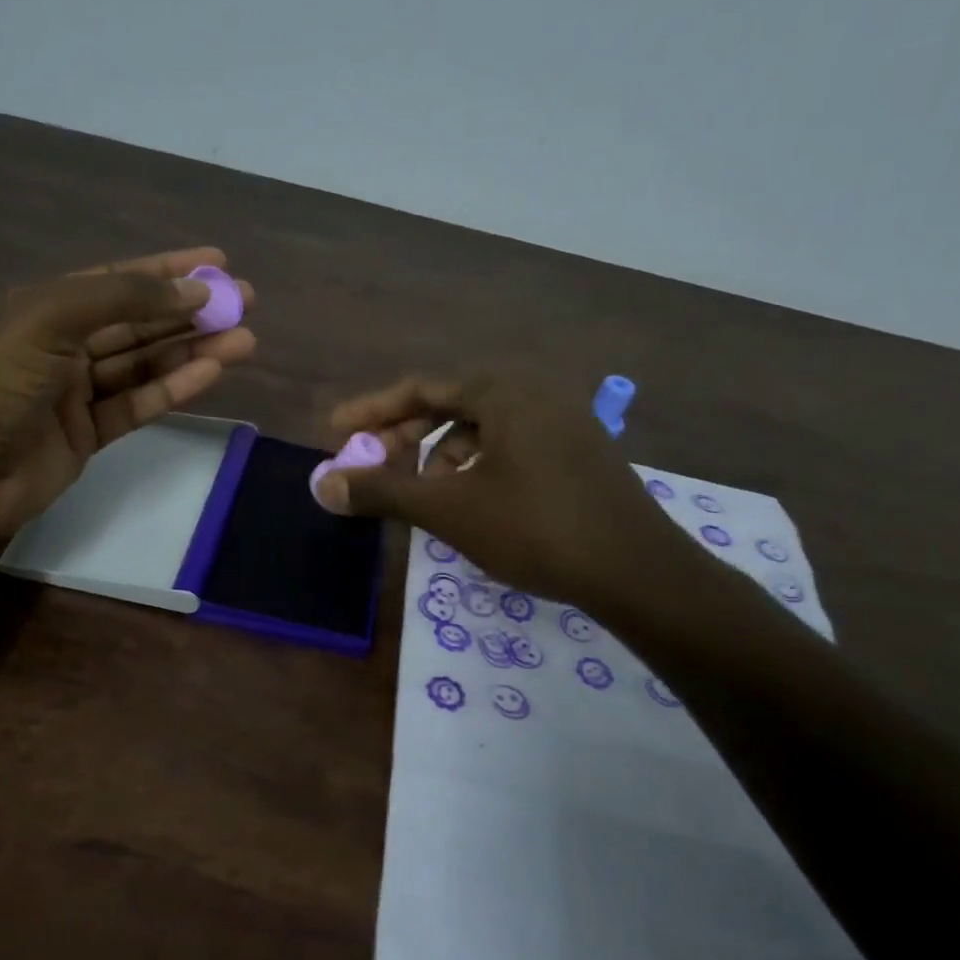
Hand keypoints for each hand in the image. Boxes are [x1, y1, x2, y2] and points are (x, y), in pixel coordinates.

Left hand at [0, 247, 255, 541]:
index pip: (119, 280)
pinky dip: (176, 388)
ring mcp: (79, 391)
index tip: (217, 263)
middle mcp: (65, 343)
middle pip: (141, 321)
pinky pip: (140, 403)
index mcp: (47, 306)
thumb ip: (122, 299)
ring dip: (195, 350)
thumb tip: (193, 292)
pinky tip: (212, 373)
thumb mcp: (50, 320)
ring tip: (246, 340)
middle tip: (247, 302)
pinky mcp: (91, 433)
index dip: (169, 270)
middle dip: (193, 311)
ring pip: (147, 363)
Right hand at [317, 373, 689, 607]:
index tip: (335, 431)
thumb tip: (321, 484)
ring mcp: (564, 420)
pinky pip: (512, 445)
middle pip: (451, 405)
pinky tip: (472, 502)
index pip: (421, 388)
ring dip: (442, 456)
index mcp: (503, 389)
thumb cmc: (535, 529)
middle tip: (374, 467)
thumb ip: (382, 491)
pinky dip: (478, 466)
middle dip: (406, 437)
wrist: (637, 571)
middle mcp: (535, 391)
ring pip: (483, 429)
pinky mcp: (580, 451)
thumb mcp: (449, 510)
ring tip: (425, 495)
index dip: (372, 411)